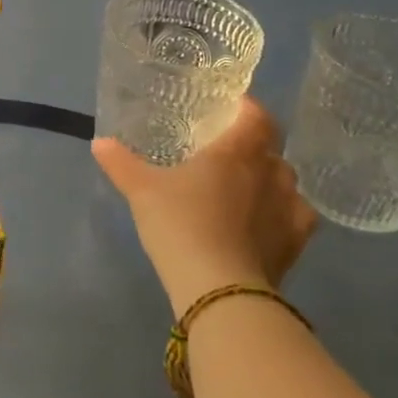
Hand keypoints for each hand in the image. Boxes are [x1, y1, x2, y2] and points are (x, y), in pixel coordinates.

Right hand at [93, 99, 316, 316]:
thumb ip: (121, 163)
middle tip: (225, 154)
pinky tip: (265, 222)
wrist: (219, 288)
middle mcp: (270, 174)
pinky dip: (283, 214)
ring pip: (286, 183)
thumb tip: (100, 143)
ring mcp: (290, 210)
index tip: (231, 110)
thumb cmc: (180, 224)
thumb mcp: (141, 190)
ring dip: (269, 181)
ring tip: (244, 190)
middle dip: (253, 148)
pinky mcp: (297, 244)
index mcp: (236, 152)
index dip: (248, 109)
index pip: (257, 117)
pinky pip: (297, 217)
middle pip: (271, 150)